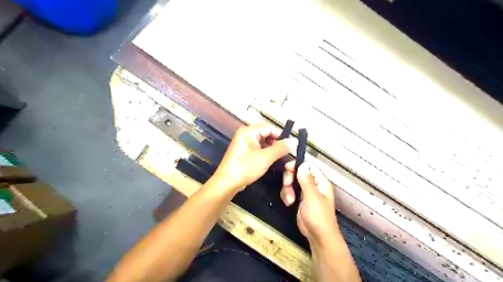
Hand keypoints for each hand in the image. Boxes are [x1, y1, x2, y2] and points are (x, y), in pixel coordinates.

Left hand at [210, 123, 294, 192]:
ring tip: (280, 157)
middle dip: (276, 142)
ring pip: (262, 141)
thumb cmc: (245, 168)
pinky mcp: (243, 151)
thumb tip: (294, 141)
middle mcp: (245, 134)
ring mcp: (243, 143)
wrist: (227, 183)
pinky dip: (265, 152)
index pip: (270, 128)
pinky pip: (257, 148)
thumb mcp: (265, 158)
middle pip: (266, 134)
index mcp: (248, 131)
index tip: (291, 145)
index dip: (281, 136)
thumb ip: (280, 148)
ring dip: (271, 148)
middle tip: (286, 153)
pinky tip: (271, 160)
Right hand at [282, 162, 338, 245]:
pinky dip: (286, 195)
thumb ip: (307, 182)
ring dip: (287, 189)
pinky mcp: (298, 198)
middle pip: (297, 172)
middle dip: (290, 178)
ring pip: (291, 181)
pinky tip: (289, 203)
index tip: (287, 168)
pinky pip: (289, 190)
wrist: (318, 236)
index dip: (297, 165)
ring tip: (290, 200)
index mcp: (320, 182)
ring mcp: (305, 191)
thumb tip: (303, 165)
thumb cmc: (319, 218)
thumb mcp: (313, 198)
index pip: (308, 166)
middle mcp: (313, 184)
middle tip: (287, 185)